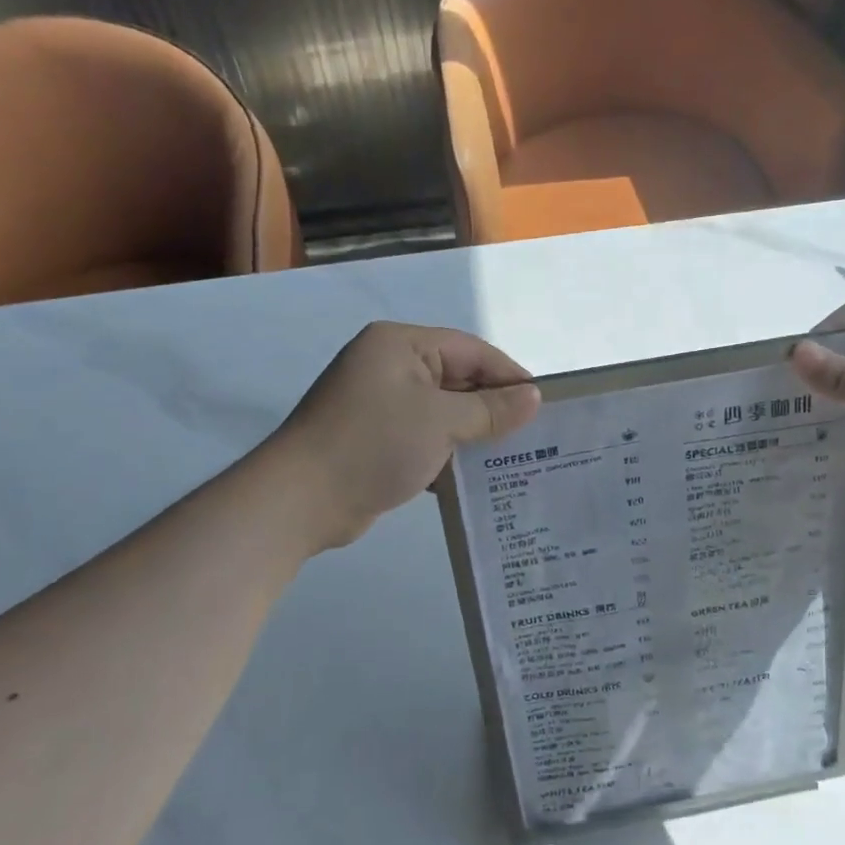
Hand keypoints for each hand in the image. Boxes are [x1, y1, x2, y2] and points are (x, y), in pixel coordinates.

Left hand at [267, 322, 540, 551]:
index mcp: (401, 345)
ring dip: (472, 433)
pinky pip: (424, 437)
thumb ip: (491, 409)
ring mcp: (380, 404)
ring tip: (513, 457)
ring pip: (442, 412)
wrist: (301, 500)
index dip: (508, 376)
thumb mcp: (441, 421)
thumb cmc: (375, 444)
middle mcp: (390, 366)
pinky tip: (474, 476)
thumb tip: (534, 397)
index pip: (471, 351)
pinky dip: (448, 452)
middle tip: (533, 435)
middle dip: (492, 407)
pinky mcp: (375, 439)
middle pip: (457, 379)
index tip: (543, 405)